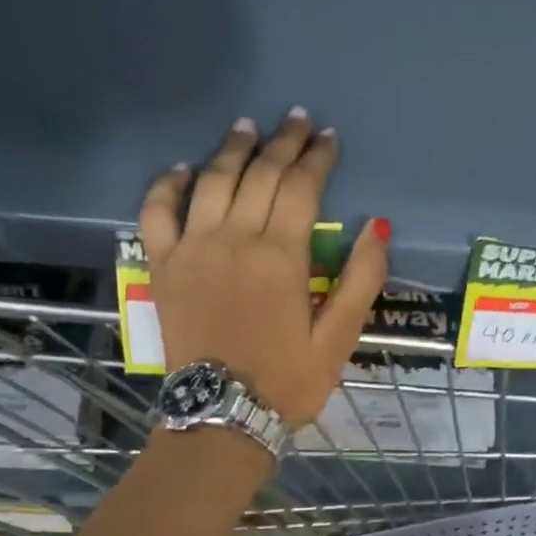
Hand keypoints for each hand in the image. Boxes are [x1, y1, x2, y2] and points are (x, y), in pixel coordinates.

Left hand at [139, 110, 389, 427]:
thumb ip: (359, 282)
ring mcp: (192, 249)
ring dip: (233, 149)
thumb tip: (377, 227)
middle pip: (259, 175)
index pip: (301, 188)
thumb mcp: (337, 341)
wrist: (222, 414)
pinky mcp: (163, 266)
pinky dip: (169, 184)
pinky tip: (183, 169)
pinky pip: (158, 211)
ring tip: (248, 127)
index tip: (330, 139)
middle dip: (282, 143)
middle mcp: (234, 239)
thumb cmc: (287, 382)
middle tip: (297, 121)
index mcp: (281, 257)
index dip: (318, 159)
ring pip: (212, 181)